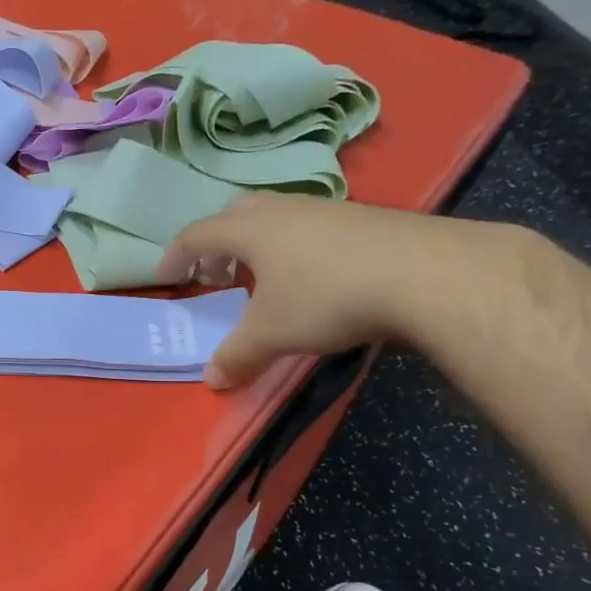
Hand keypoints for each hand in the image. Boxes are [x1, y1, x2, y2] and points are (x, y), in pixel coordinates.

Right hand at [158, 194, 478, 388]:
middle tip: (216, 274)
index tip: (167, 277)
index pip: (196, 234)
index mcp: (250, 228)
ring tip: (263, 279)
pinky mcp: (363, 219)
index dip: (176, 255)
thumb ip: (237, 355)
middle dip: (218, 244)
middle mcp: (283, 209)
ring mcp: (326, 209)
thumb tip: (212, 381)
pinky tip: (313, 278)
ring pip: (277, 218)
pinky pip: (310, 227)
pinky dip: (295, 248)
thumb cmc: (327, 297)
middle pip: (236, 215)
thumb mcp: (272, 333)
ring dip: (258, 245)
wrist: (423, 273)